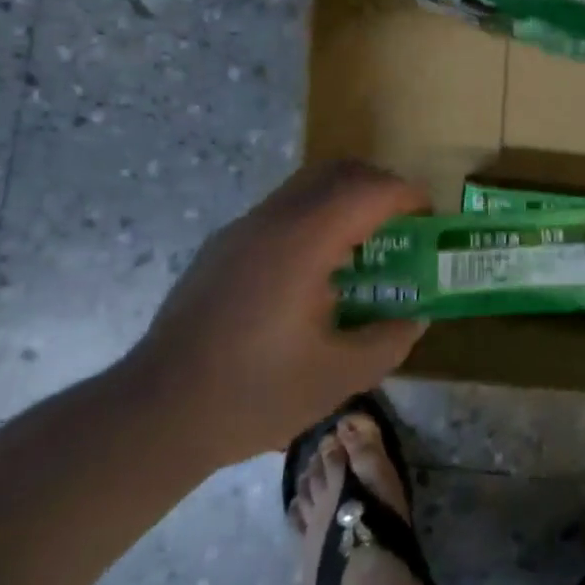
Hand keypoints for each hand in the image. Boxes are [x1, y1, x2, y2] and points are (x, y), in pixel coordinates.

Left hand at [122, 160, 429, 467]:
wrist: (155, 413)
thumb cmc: (253, 394)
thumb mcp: (337, 378)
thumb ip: (388, 341)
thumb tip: (415, 318)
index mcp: (305, 241)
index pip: (369, 190)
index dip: (407, 195)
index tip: (429, 217)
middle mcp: (274, 219)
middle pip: (338, 171)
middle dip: (379, 186)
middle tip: (402, 223)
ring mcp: (243, 228)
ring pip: (307, 185)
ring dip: (345, 199)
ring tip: (362, 248)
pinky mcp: (223, 245)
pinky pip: (282, 209)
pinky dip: (315, 217)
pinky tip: (314, 272)